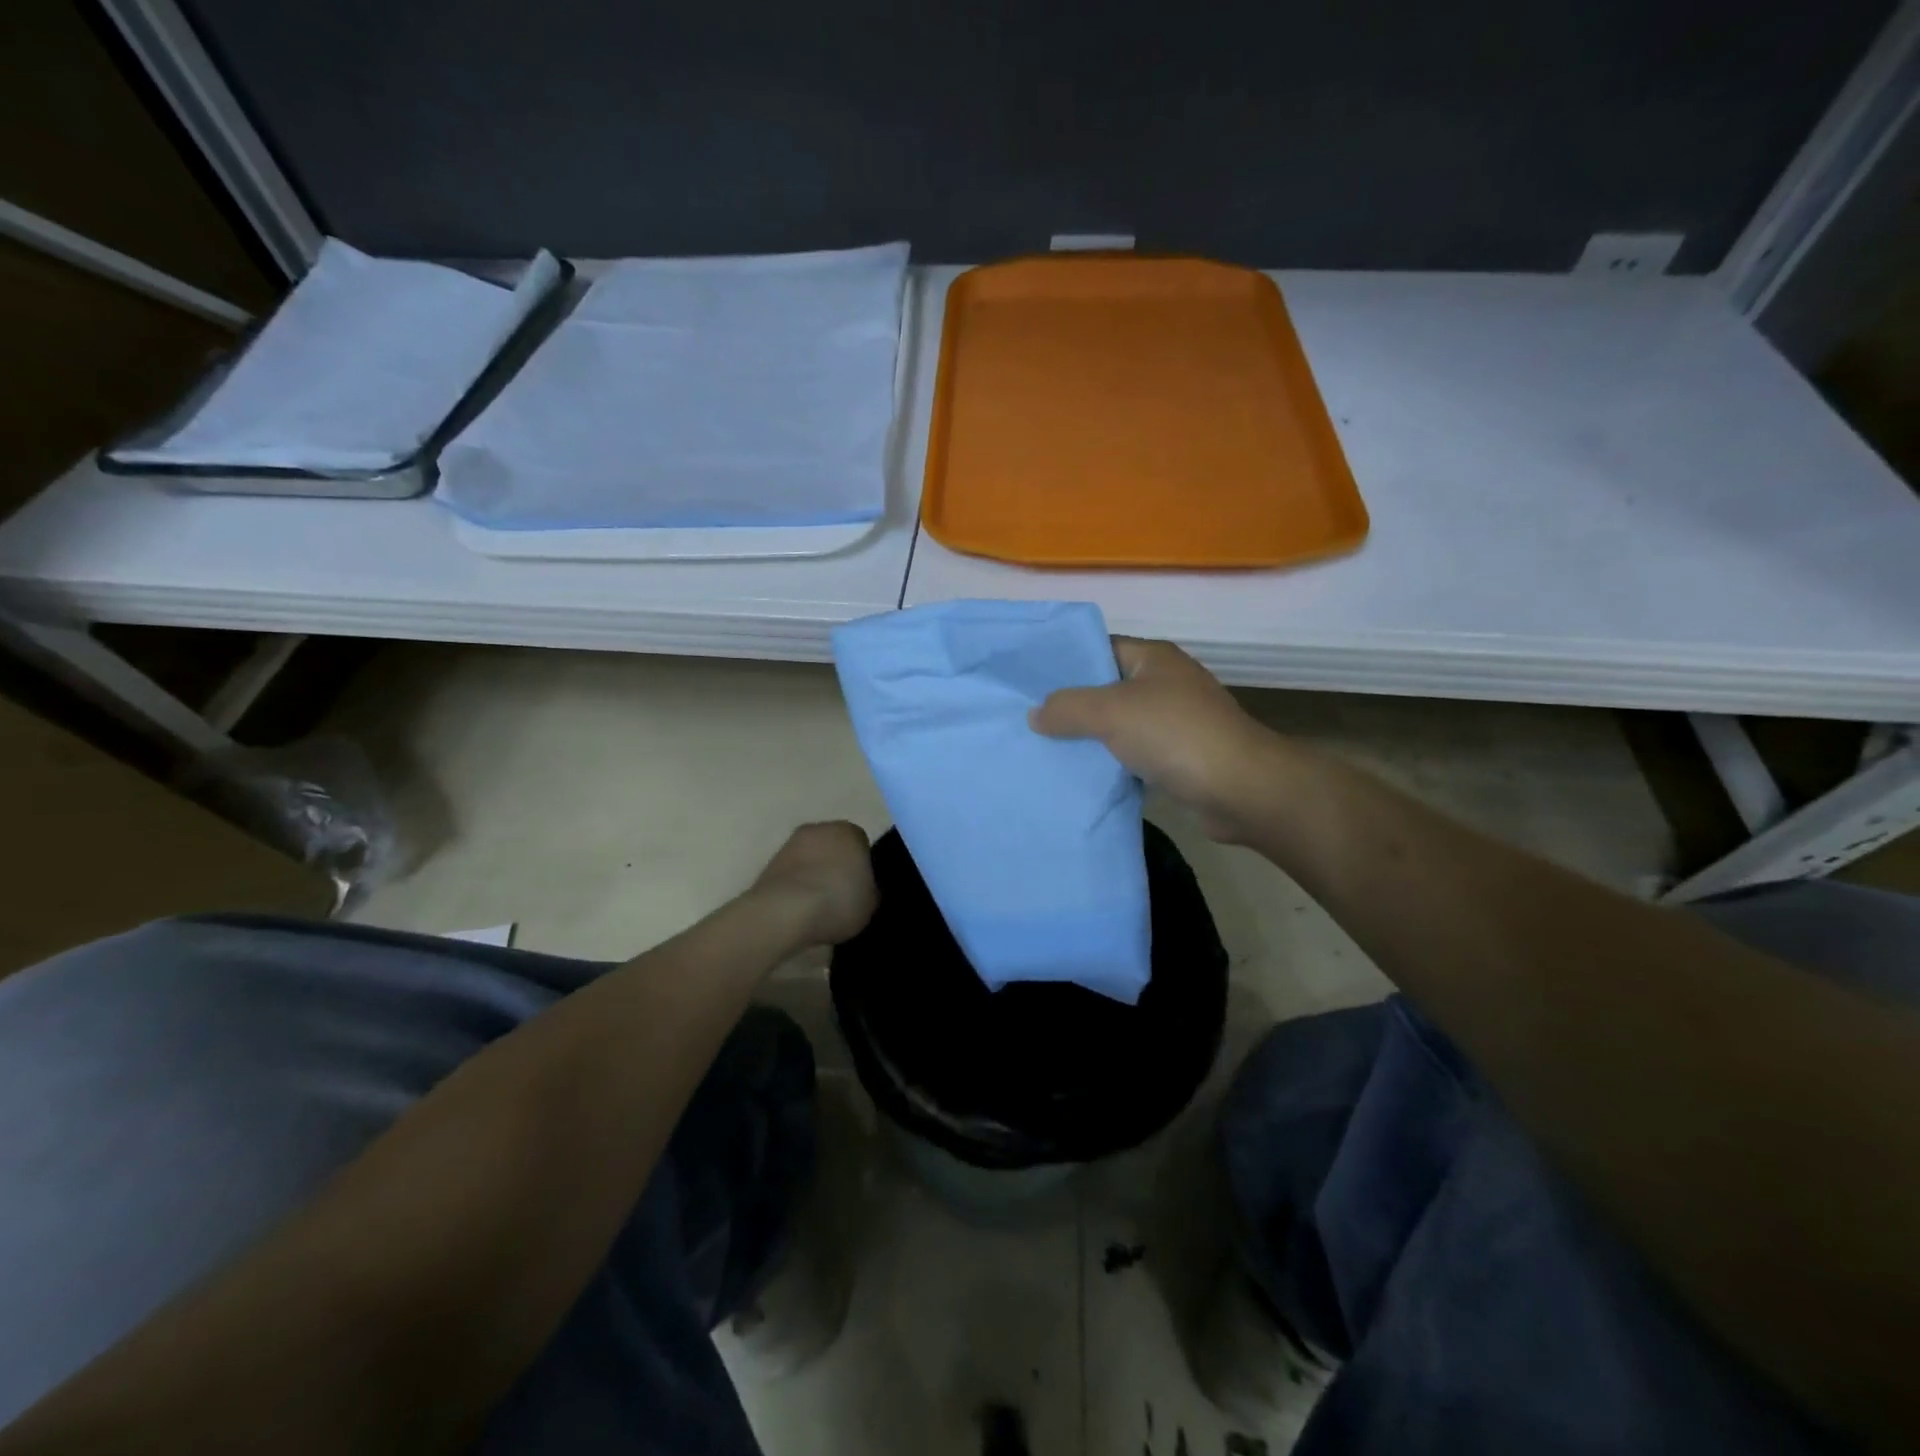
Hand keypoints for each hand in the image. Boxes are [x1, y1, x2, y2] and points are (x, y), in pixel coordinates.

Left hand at [750, 821, 878, 946]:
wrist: (784, 912)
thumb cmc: (838, 901)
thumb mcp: (871, 903)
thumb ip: (871, 890)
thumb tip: (866, 889)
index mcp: (850, 831)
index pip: (862, 844)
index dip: (863, 867)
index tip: (861, 889)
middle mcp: (819, 829)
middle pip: (833, 847)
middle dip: (836, 867)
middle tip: (841, 897)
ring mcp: (790, 844)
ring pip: (810, 859)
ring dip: (814, 876)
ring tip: (818, 908)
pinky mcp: (769, 863)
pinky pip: (792, 874)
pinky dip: (795, 887)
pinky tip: (799, 910)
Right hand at [1030, 638, 1282, 842]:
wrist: (1241, 789)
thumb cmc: (1175, 735)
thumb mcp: (1111, 712)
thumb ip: (1067, 707)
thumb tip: (1036, 714)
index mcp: (1153, 658)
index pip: (1099, 649)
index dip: (1065, 663)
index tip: (1028, 683)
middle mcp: (1165, 684)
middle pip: (1106, 689)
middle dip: (1070, 706)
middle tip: (1027, 721)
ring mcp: (1174, 722)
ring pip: (1118, 725)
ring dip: (1088, 739)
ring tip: (1044, 749)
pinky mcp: (1178, 758)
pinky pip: (1132, 754)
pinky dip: (1110, 763)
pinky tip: (1080, 775)